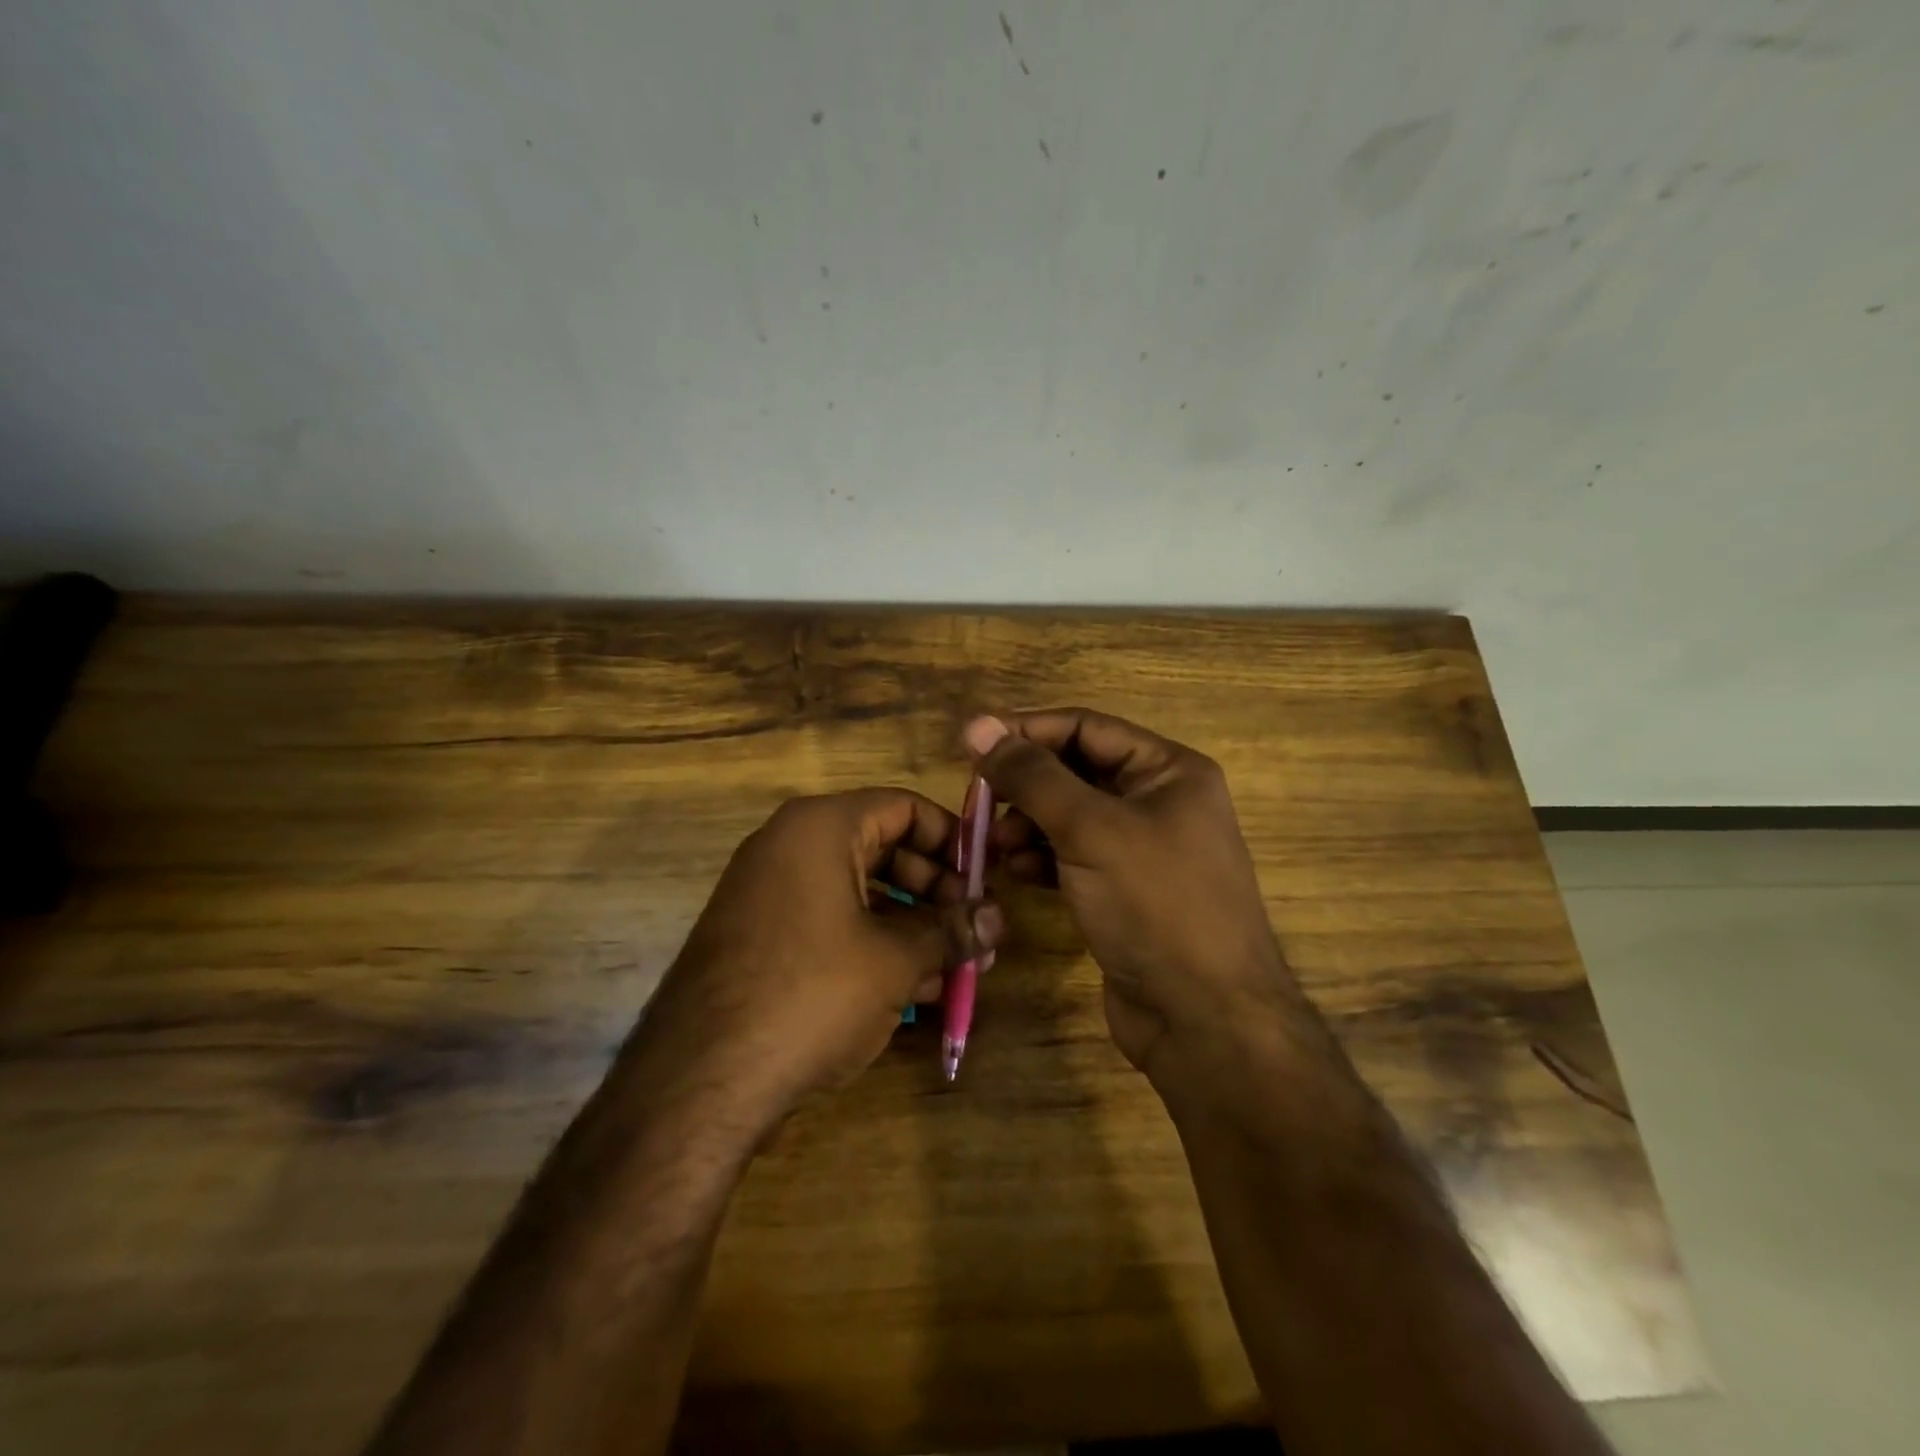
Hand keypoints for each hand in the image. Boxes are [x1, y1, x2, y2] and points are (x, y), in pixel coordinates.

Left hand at [631, 789, 1002, 1122]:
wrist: (699, 1080)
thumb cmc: (812, 993)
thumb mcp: (896, 961)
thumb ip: (952, 930)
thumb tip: (999, 918)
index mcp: (820, 827)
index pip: (903, 807)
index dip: (952, 839)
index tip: (985, 879)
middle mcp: (789, 846)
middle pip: (883, 847)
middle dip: (936, 891)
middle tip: (975, 931)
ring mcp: (768, 893)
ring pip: (859, 892)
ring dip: (911, 925)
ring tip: (956, 968)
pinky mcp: (759, 937)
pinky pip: (830, 923)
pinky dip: (872, 945)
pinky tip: (912, 990)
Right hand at [966, 710, 1292, 1076]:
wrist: (1204, 1018)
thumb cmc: (1155, 904)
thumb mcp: (1090, 829)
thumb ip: (1031, 775)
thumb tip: (977, 725)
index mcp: (1169, 770)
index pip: (1086, 727)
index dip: (1027, 730)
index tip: (972, 742)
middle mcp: (1159, 801)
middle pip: (1076, 770)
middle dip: (1026, 784)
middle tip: (978, 799)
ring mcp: (1142, 849)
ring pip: (1070, 816)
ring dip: (1028, 823)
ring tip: (996, 844)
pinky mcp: (1124, 891)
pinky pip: (1073, 856)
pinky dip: (1043, 858)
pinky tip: (1018, 871)